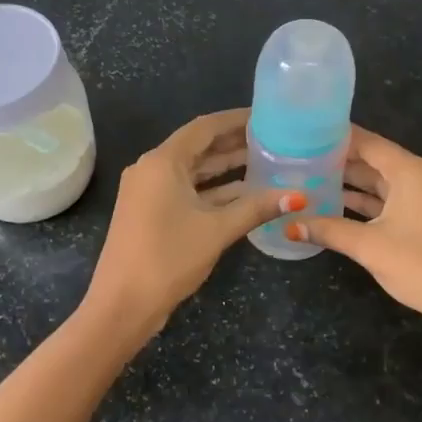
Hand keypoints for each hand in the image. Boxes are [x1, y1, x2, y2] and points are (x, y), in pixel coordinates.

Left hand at [85, 109, 300, 336]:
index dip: (236, 119)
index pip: (205, 127)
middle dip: (234, 143)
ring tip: (266, 161)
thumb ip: (256, 208)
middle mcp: (152, 168)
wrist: (122, 305)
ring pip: (194, 170)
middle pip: (199, 147)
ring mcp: (149, 192)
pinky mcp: (151, 212)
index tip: (267, 116)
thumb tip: (298, 196)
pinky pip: (186, 190)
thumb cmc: (168, 258)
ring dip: (226, 167)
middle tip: (274, 138)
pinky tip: (245, 193)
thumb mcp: (217, 230)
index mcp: (162, 162)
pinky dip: (213, 190)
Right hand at [291, 125, 421, 335]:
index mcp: (410, 171)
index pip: (367, 142)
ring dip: (350, 183)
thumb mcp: (369, 246)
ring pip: (381, 182)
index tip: (303, 133)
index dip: (335, 137)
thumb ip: (328, 230)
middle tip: (299, 157)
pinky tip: (336, 205)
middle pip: (373, 160)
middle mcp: (420, 176)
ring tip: (309, 178)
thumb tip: (288, 226)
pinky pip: (390, 200)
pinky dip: (365, 201)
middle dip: (338, 160)